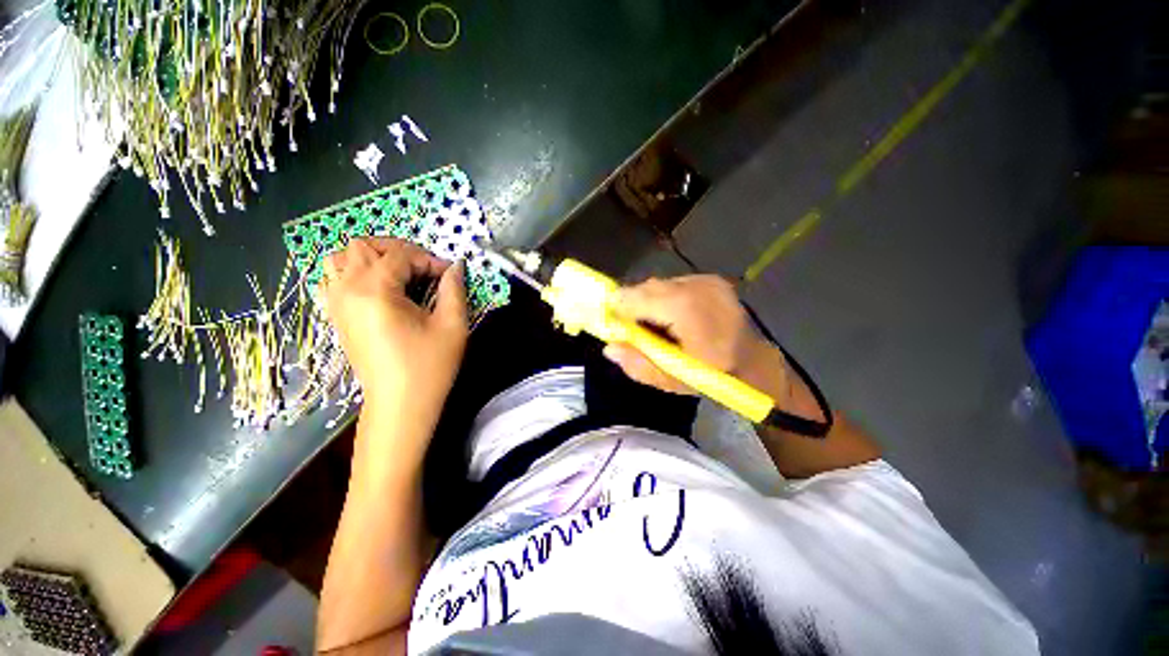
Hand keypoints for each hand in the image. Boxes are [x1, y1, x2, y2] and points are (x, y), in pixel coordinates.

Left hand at [320, 238, 467, 413]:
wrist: (400, 404)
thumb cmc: (429, 365)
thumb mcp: (452, 325)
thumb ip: (454, 289)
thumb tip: (456, 266)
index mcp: (375, 291)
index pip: (400, 256)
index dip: (429, 260)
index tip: (449, 275)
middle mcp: (347, 291)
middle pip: (363, 246)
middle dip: (397, 250)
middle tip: (423, 269)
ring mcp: (336, 304)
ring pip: (340, 259)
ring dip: (370, 258)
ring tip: (398, 274)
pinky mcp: (336, 317)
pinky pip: (333, 279)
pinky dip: (353, 273)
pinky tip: (378, 288)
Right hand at [604, 275, 793, 405]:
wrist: (756, 362)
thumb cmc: (714, 376)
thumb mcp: (674, 381)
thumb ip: (639, 365)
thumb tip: (609, 347)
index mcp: (686, 308)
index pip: (635, 298)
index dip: (618, 310)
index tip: (611, 325)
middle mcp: (695, 286)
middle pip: (646, 288)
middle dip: (633, 306)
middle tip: (633, 330)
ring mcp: (705, 280)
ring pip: (659, 285)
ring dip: (649, 302)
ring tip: (655, 325)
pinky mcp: (710, 279)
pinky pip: (674, 284)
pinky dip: (665, 298)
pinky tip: (672, 317)